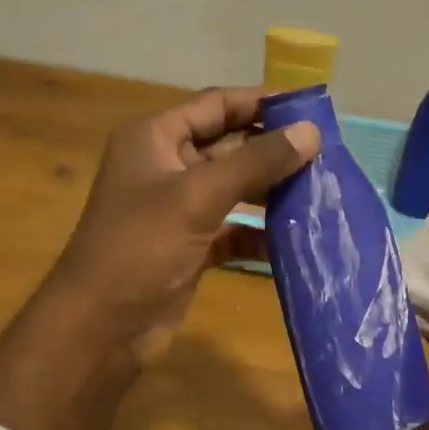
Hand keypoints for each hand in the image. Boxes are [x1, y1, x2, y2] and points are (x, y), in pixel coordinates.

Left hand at [50, 86, 319, 361]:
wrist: (101, 327)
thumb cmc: (141, 247)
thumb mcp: (198, 196)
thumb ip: (256, 162)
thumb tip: (311, 132)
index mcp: (155, 139)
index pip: (215, 105)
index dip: (261, 102)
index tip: (310, 108)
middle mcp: (166, 166)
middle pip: (229, 145)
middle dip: (273, 149)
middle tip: (327, 154)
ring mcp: (178, 208)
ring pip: (234, 188)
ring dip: (272, 190)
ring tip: (321, 191)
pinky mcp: (191, 245)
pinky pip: (233, 228)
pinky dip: (259, 233)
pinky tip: (295, 238)